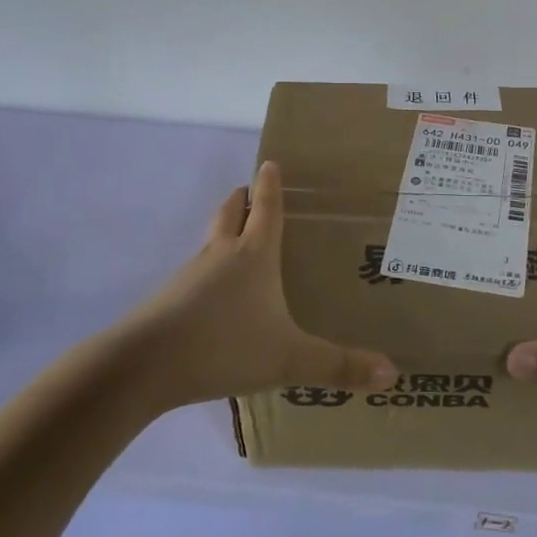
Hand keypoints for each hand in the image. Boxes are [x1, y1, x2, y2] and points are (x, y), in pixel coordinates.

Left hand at [119, 161, 398, 409]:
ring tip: (239, 244)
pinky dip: (208, 271)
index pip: (265, 207)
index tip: (270, 162)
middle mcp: (220, 254)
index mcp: (253, 255)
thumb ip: (338, 366)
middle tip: (254, 194)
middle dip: (242, 199)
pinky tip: (216, 299)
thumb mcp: (289, 359)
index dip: (270, 184)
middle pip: (230, 211)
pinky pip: (194, 273)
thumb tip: (393, 374)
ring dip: (224, 233)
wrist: (143, 366)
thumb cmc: (224, 346)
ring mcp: (189, 275)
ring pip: (209, 240)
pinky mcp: (168, 299)